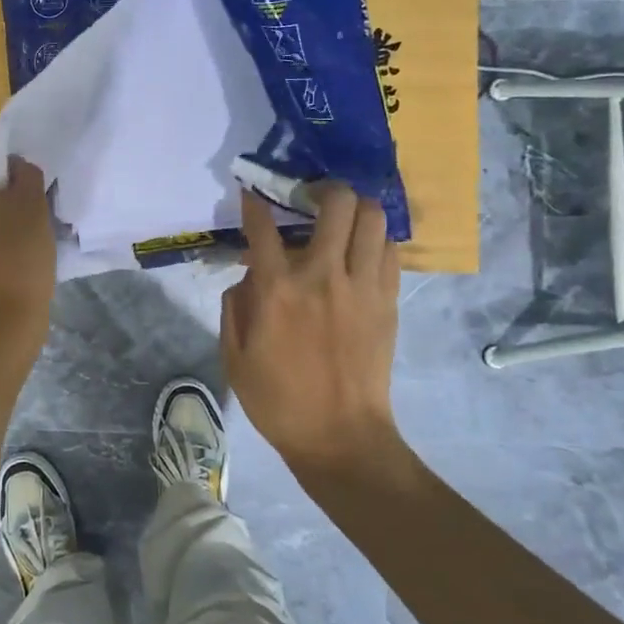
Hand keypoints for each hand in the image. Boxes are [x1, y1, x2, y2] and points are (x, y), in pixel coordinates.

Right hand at [221, 184, 411, 481]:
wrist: (340, 436)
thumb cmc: (278, 400)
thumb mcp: (234, 357)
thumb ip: (235, 306)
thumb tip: (248, 275)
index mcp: (277, 290)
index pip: (263, 227)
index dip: (253, 202)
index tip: (251, 193)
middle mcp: (323, 276)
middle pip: (336, 204)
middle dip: (322, 188)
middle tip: (310, 196)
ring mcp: (362, 286)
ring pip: (372, 218)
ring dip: (355, 207)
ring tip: (341, 216)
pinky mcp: (388, 300)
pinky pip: (389, 249)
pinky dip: (374, 238)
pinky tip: (360, 249)